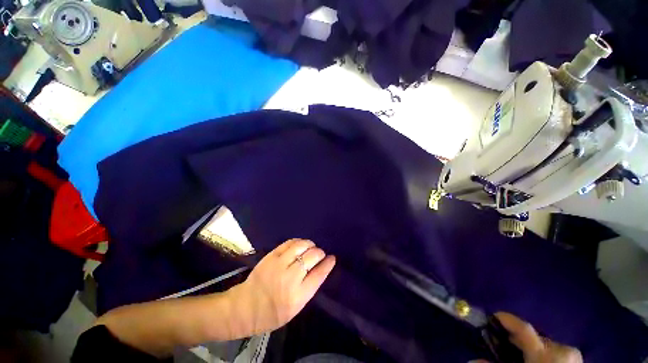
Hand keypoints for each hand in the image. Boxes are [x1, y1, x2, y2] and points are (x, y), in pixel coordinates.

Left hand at [231, 239, 335, 334]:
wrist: (245, 308)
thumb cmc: (272, 313)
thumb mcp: (295, 309)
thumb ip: (308, 289)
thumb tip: (319, 269)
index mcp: (298, 296)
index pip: (319, 275)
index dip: (328, 264)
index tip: (332, 258)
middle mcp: (290, 279)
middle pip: (311, 257)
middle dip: (320, 253)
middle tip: (320, 253)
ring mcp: (279, 265)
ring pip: (301, 247)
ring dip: (310, 244)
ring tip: (311, 246)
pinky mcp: (271, 257)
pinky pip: (288, 243)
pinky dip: (298, 241)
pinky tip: (300, 244)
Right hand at [495, 312, 582, 362]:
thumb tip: (473, 360)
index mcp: (547, 353)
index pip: (524, 328)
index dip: (506, 319)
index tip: (492, 315)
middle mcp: (563, 349)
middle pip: (535, 337)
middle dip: (519, 340)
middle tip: (505, 344)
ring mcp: (574, 355)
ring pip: (546, 344)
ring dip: (532, 349)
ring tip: (522, 356)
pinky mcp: (579, 360)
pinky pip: (556, 352)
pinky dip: (544, 354)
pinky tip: (538, 362)